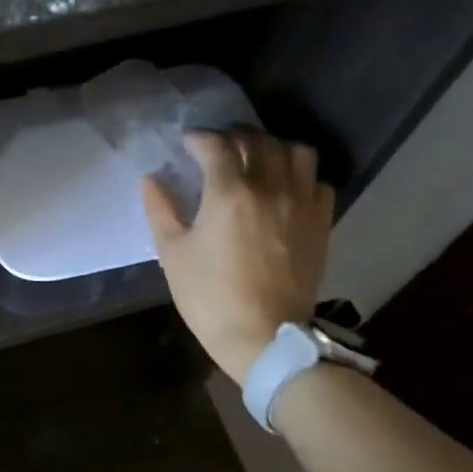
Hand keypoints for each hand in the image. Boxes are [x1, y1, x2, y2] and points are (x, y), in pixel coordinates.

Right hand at [141, 128, 334, 383]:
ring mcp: (301, 202)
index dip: (199, 138)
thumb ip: (161, 210)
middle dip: (234, 136)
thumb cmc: (210, 297)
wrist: (264, 335)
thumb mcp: (174, 254)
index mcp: (229, 192)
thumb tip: (151, 180)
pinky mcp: (321, 221)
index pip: (216, 145)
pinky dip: (300, 175)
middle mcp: (270, 186)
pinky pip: (317, 180)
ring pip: (295, 151)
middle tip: (218, 147)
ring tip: (257, 158)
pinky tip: (285, 187)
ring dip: (273, 147)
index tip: (188, 143)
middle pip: (257, 140)